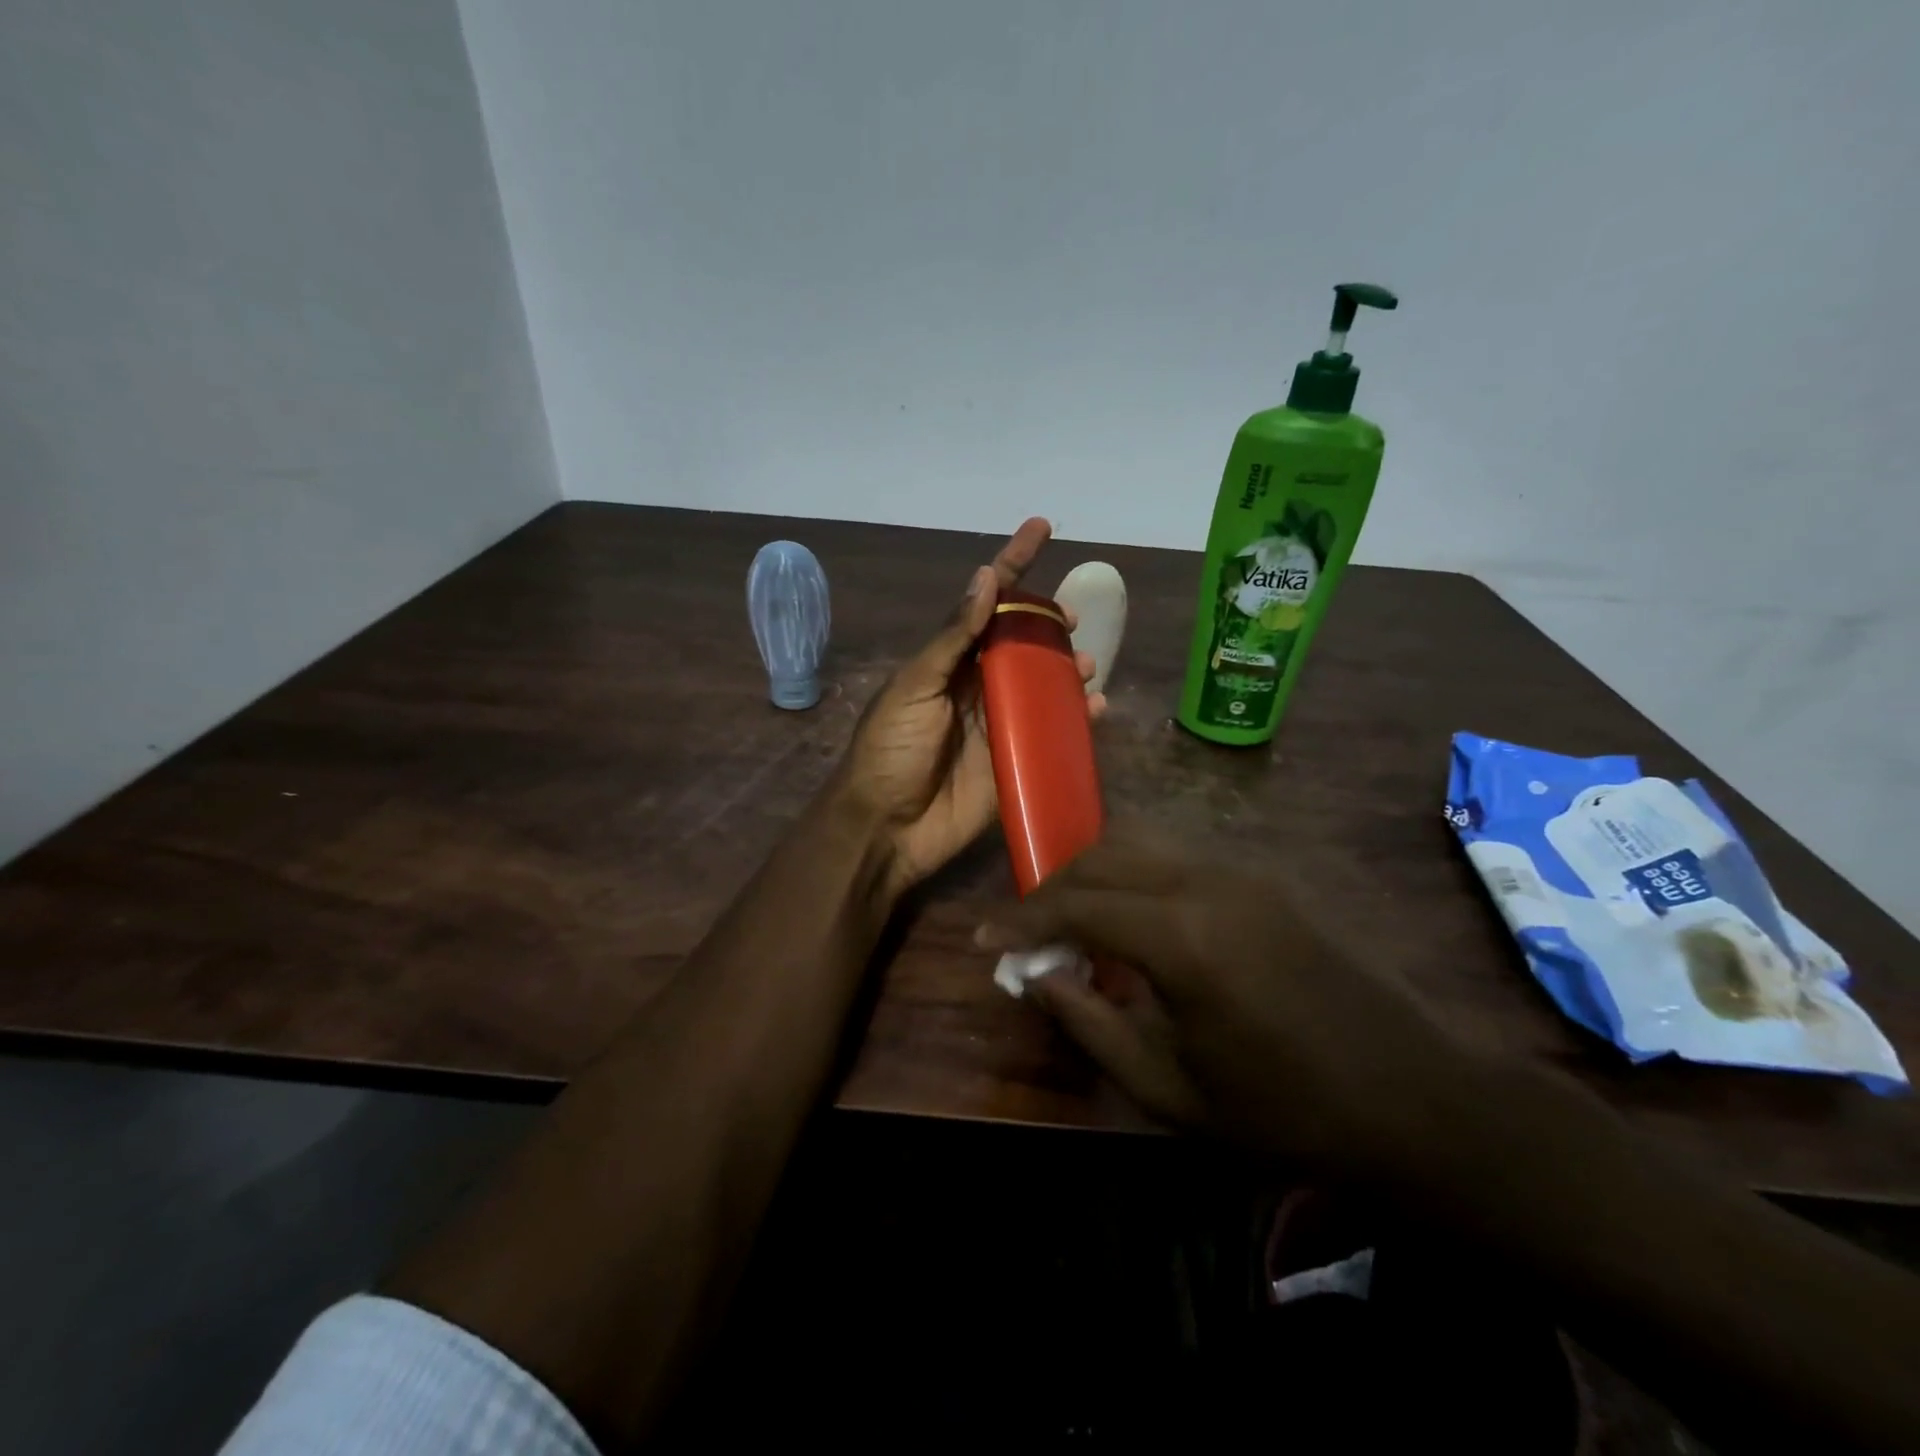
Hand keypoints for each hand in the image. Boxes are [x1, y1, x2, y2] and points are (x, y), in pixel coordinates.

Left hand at [842, 518, 1105, 897]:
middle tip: (1070, 619)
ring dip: (1067, 669)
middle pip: (1023, 642)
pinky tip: (1095, 710)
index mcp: (950, 661)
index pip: (985, 604)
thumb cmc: (891, 749)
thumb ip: (952, 638)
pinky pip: (1054, 733)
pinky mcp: (1017, 761)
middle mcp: (978, 685)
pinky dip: (1078, 719)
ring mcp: (1000, 723)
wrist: (887, 827)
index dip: (1013, 565)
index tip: (1041, 528)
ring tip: (1084, 667)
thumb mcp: (914, 686)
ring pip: (1044, 684)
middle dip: (1048, 623)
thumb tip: (985, 577)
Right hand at [976, 829, 1481, 1182]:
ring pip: (1141, 842)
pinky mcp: (1266, 875)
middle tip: (1028, 933)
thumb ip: (1090, 1025)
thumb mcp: (1171, 1091)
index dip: (1022, 920)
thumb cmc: (1287, 1111)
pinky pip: (1179, 855)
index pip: (1077, 904)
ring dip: (1095, 873)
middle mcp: (1208, 880)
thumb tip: (1036, 977)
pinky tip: (1136, 922)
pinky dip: (1136, 875)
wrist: (1417, 1098)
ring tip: (1075, 923)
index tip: (984, 938)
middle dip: (1054, 889)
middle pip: (1104, 855)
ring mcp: (1243, 870)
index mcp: (1184, 937)